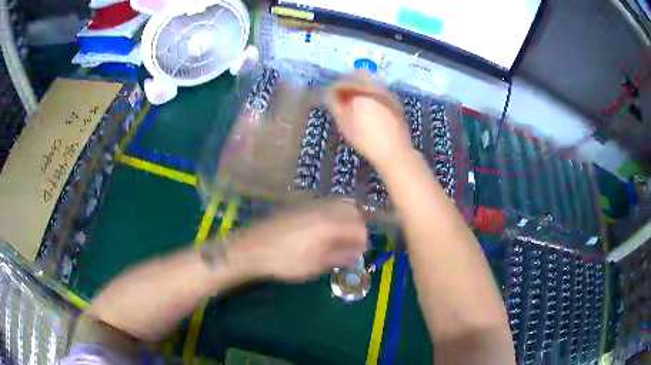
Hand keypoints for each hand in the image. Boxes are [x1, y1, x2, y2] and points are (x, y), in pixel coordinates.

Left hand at [230, 198, 367, 281]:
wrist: (254, 247)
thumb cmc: (286, 260)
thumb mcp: (315, 265)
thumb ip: (341, 257)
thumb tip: (358, 254)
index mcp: (330, 223)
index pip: (360, 227)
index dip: (363, 242)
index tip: (357, 254)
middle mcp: (324, 208)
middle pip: (354, 210)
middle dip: (357, 227)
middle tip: (351, 245)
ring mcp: (312, 203)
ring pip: (341, 203)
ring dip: (347, 219)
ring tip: (340, 238)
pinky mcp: (302, 204)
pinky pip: (327, 204)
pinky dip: (335, 214)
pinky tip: (325, 230)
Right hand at [327, 73, 412, 167]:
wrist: (395, 152)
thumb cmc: (365, 138)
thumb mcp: (343, 122)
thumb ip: (335, 103)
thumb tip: (332, 93)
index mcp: (363, 88)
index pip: (344, 81)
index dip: (334, 88)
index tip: (329, 97)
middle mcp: (377, 86)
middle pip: (359, 77)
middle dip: (348, 85)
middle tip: (341, 98)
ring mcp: (389, 94)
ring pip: (371, 84)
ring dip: (360, 90)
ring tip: (353, 105)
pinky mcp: (396, 103)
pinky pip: (379, 93)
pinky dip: (371, 97)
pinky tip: (368, 110)